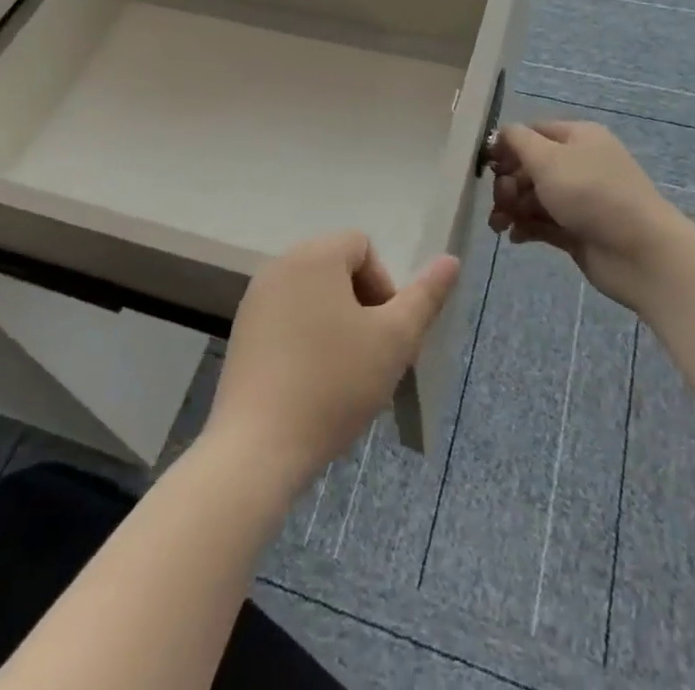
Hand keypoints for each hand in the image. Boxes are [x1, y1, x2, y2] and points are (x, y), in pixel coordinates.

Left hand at [206, 232, 459, 492]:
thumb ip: (425, 296)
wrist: (258, 447)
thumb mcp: (395, 340)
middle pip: (337, 269)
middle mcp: (281, 264)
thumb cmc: (334, 384)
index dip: (384, 287)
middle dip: (362, 307)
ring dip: (336, 324)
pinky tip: (311, 383)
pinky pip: (287, 317)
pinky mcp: (243, 330)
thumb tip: (451, 260)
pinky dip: (306, 338)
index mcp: (315, 255)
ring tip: (343, 375)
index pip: (363, 247)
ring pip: (314, 296)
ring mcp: (256, 297)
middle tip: (370, 357)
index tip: (385, 335)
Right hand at [488, 120, 687, 310]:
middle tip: (499, 201)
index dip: (507, 146)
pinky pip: (543, 223)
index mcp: (577, 137)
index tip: (485, 165)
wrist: (640, 253)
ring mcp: (579, 200)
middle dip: (507, 182)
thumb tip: (501, 134)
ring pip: (534, 197)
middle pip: (530, 166)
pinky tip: (515, 237)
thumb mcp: (548, 158)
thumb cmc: (592, 194)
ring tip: (499, 226)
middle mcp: (579, 164)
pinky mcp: (577, 231)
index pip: (533, 132)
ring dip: (511, 208)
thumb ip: (518, 141)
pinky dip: (526, 227)